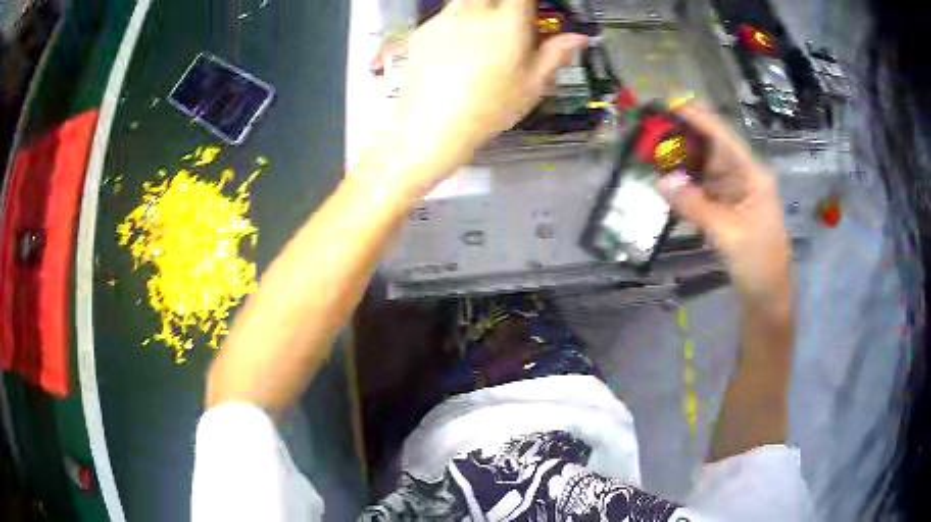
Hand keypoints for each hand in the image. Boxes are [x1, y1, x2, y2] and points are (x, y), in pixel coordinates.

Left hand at [371, 0, 588, 196]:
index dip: (529, 2)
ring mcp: (444, 18)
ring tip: (484, 35)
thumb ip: (555, 54)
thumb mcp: (532, 85)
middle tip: (510, 22)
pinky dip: (457, 21)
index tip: (533, 10)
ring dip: (480, 7)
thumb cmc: (489, 108)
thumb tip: (578, 38)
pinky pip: (446, 14)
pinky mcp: (423, 30)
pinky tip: (458, 48)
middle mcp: (474, 11)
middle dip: (504, 4)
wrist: (432, 125)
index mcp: (507, 22)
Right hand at [657, 104, 792, 312]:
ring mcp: (734, 193)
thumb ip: (695, 205)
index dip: (696, 118)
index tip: (668, 105)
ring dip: (681, 163)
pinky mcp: (726, 209)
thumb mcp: (727, 233)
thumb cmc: (757, 262)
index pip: (722, 137)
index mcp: (752, 175)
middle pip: (710, 149)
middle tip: (651, 132)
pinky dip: (685, 186)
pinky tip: (667, 181)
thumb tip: (661, 181)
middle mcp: (743, 177)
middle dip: (682, 139)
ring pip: (704, 169)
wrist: (767, 297)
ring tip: (652, 153)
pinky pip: (702, 190)